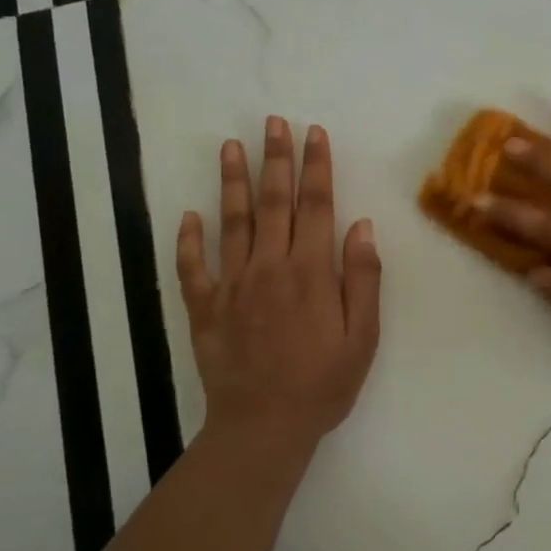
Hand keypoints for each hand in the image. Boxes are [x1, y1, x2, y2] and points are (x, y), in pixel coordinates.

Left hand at [177, 117, 380, 452]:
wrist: (263, 428)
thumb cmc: (322, 384)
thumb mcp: (362, 337)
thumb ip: (362, 278)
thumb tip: (361, 226)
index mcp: (311, 272)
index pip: (316, 206)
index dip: (316, 166)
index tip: (313, 133)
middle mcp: (270, 267)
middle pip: (273, 202)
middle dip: (275, 159)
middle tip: (272, 122)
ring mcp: (232, 285)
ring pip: (231, 222)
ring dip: (231, 181)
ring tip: (230, 146)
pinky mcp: (204, 308)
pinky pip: (191, 268)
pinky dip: (188, 240)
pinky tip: (188, 215)